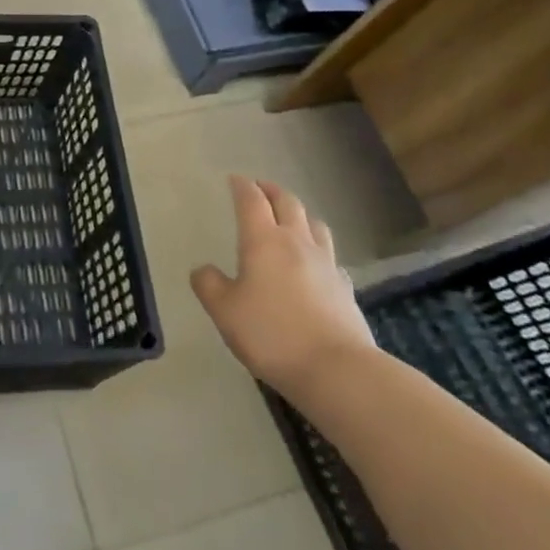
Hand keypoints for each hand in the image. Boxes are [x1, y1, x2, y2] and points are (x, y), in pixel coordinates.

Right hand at [191, 176, 374, 399]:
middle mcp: (296, 242)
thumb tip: (203, 270)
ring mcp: (326, 264)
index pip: (252, 200)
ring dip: (300, 214)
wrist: (337, 370)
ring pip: (315, 225)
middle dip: (272, 191)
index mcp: (263, 240)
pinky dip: (319, 250)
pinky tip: (316, 264)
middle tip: (261, 188)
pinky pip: (331, 257)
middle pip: (288, 203)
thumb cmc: (272, 334)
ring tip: (291, 217)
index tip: (234, 179)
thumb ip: (209, 285)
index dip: (242, 186)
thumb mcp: (224, 311)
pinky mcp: (345, 289)